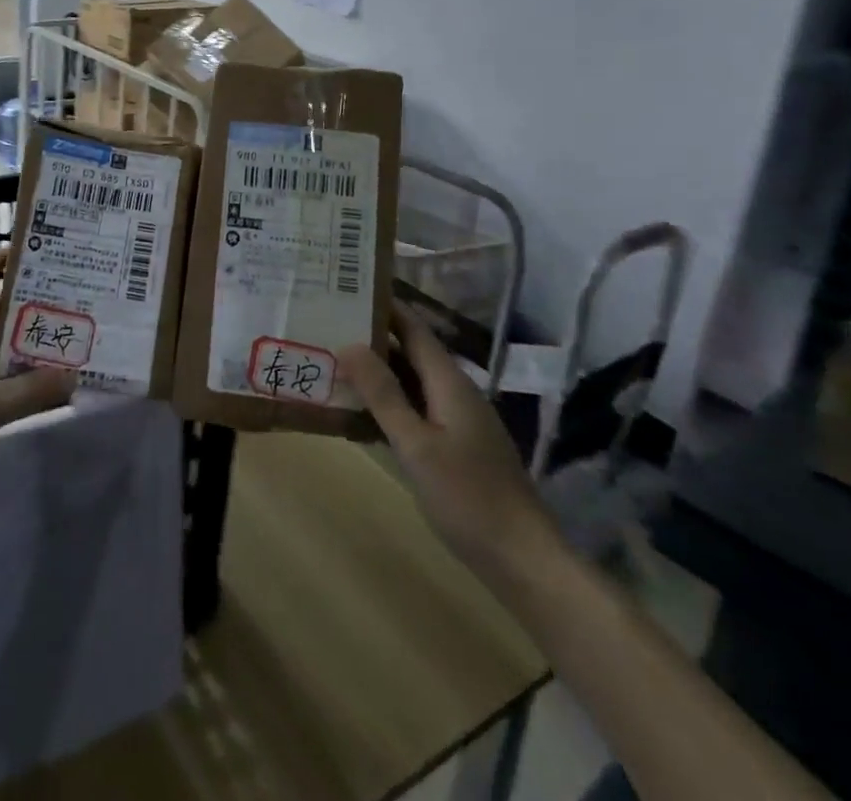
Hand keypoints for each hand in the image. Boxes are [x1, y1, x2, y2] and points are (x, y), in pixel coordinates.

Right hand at [339, 305, 555, 574]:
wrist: (523, 560)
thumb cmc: (467, 496)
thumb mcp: (416, 444)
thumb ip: (383, 394)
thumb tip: (349, 344)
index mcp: (449, 382)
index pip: (413, 328)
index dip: (384, 306)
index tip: (347, 289)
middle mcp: (455, 392)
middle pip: (411, 352)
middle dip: (372, 338)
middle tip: (327, 326)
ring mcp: (458, 421)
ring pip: (412, 383)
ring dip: (378, 373)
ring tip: (334, 364)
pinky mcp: (457, 447)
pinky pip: (417, 410)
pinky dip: (389, 405)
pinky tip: (361, 416)